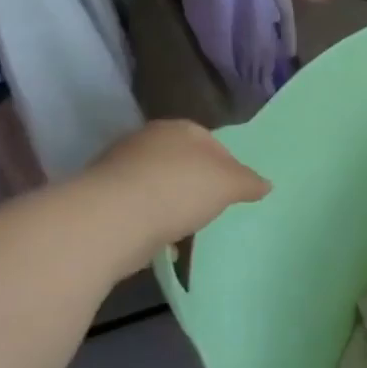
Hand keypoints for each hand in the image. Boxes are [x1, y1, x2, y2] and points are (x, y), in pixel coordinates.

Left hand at [83, 120, 269, 273]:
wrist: (112, 219)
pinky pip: (137, 207)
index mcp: (179, 128)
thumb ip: (249, 182)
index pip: (211, 141)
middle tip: (211, 208)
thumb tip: (266, 184)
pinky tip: (160, 239)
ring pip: (157, 184)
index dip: (227, 165)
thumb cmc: (180, 189)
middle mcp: (146, 139)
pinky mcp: (101, 197)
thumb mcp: (230, 184)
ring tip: (186, 228)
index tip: (233, 191)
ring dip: (170, 203)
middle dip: (196, 183)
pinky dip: (149, 220)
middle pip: (181, 161)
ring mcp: (119, 167)